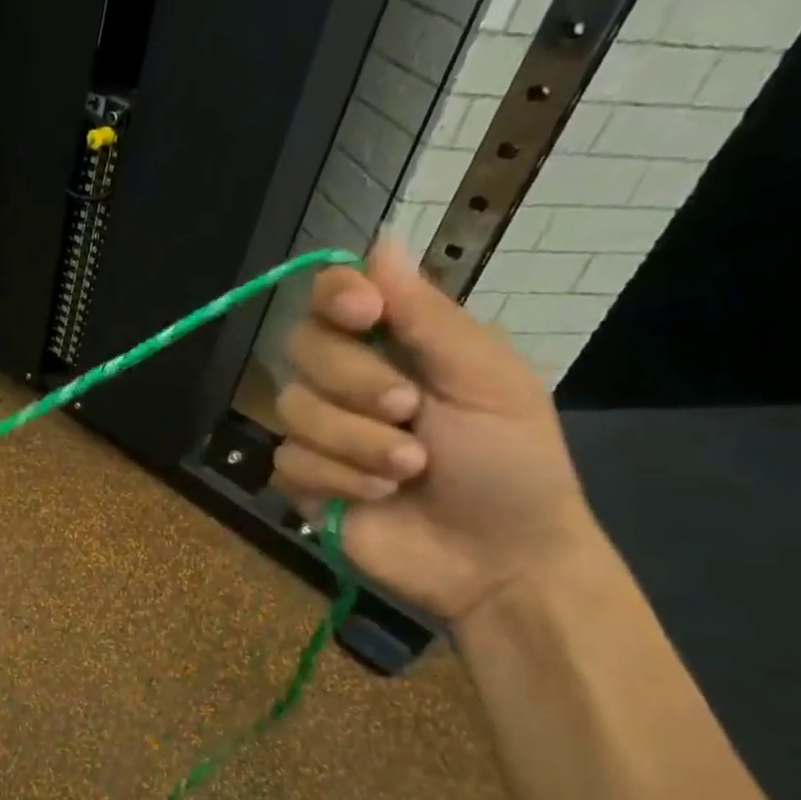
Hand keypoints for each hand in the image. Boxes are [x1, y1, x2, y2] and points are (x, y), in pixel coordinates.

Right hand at [270, 239, 602, 624]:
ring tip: (407, 470)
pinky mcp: (304, 480)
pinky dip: (337, 478)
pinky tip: (376, 497)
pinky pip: (288, 460)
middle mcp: (348, 379)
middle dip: (356, 383)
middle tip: (410, 411)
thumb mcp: (488, 380)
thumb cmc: (512, 463)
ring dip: (356, 441)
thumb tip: (380, 239)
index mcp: (396, 345)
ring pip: (293, 408)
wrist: (499, 560)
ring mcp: (322, 431)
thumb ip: (428, 315)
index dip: (335, 296)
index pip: (332, 295)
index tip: (364, 313)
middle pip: (302, 346)